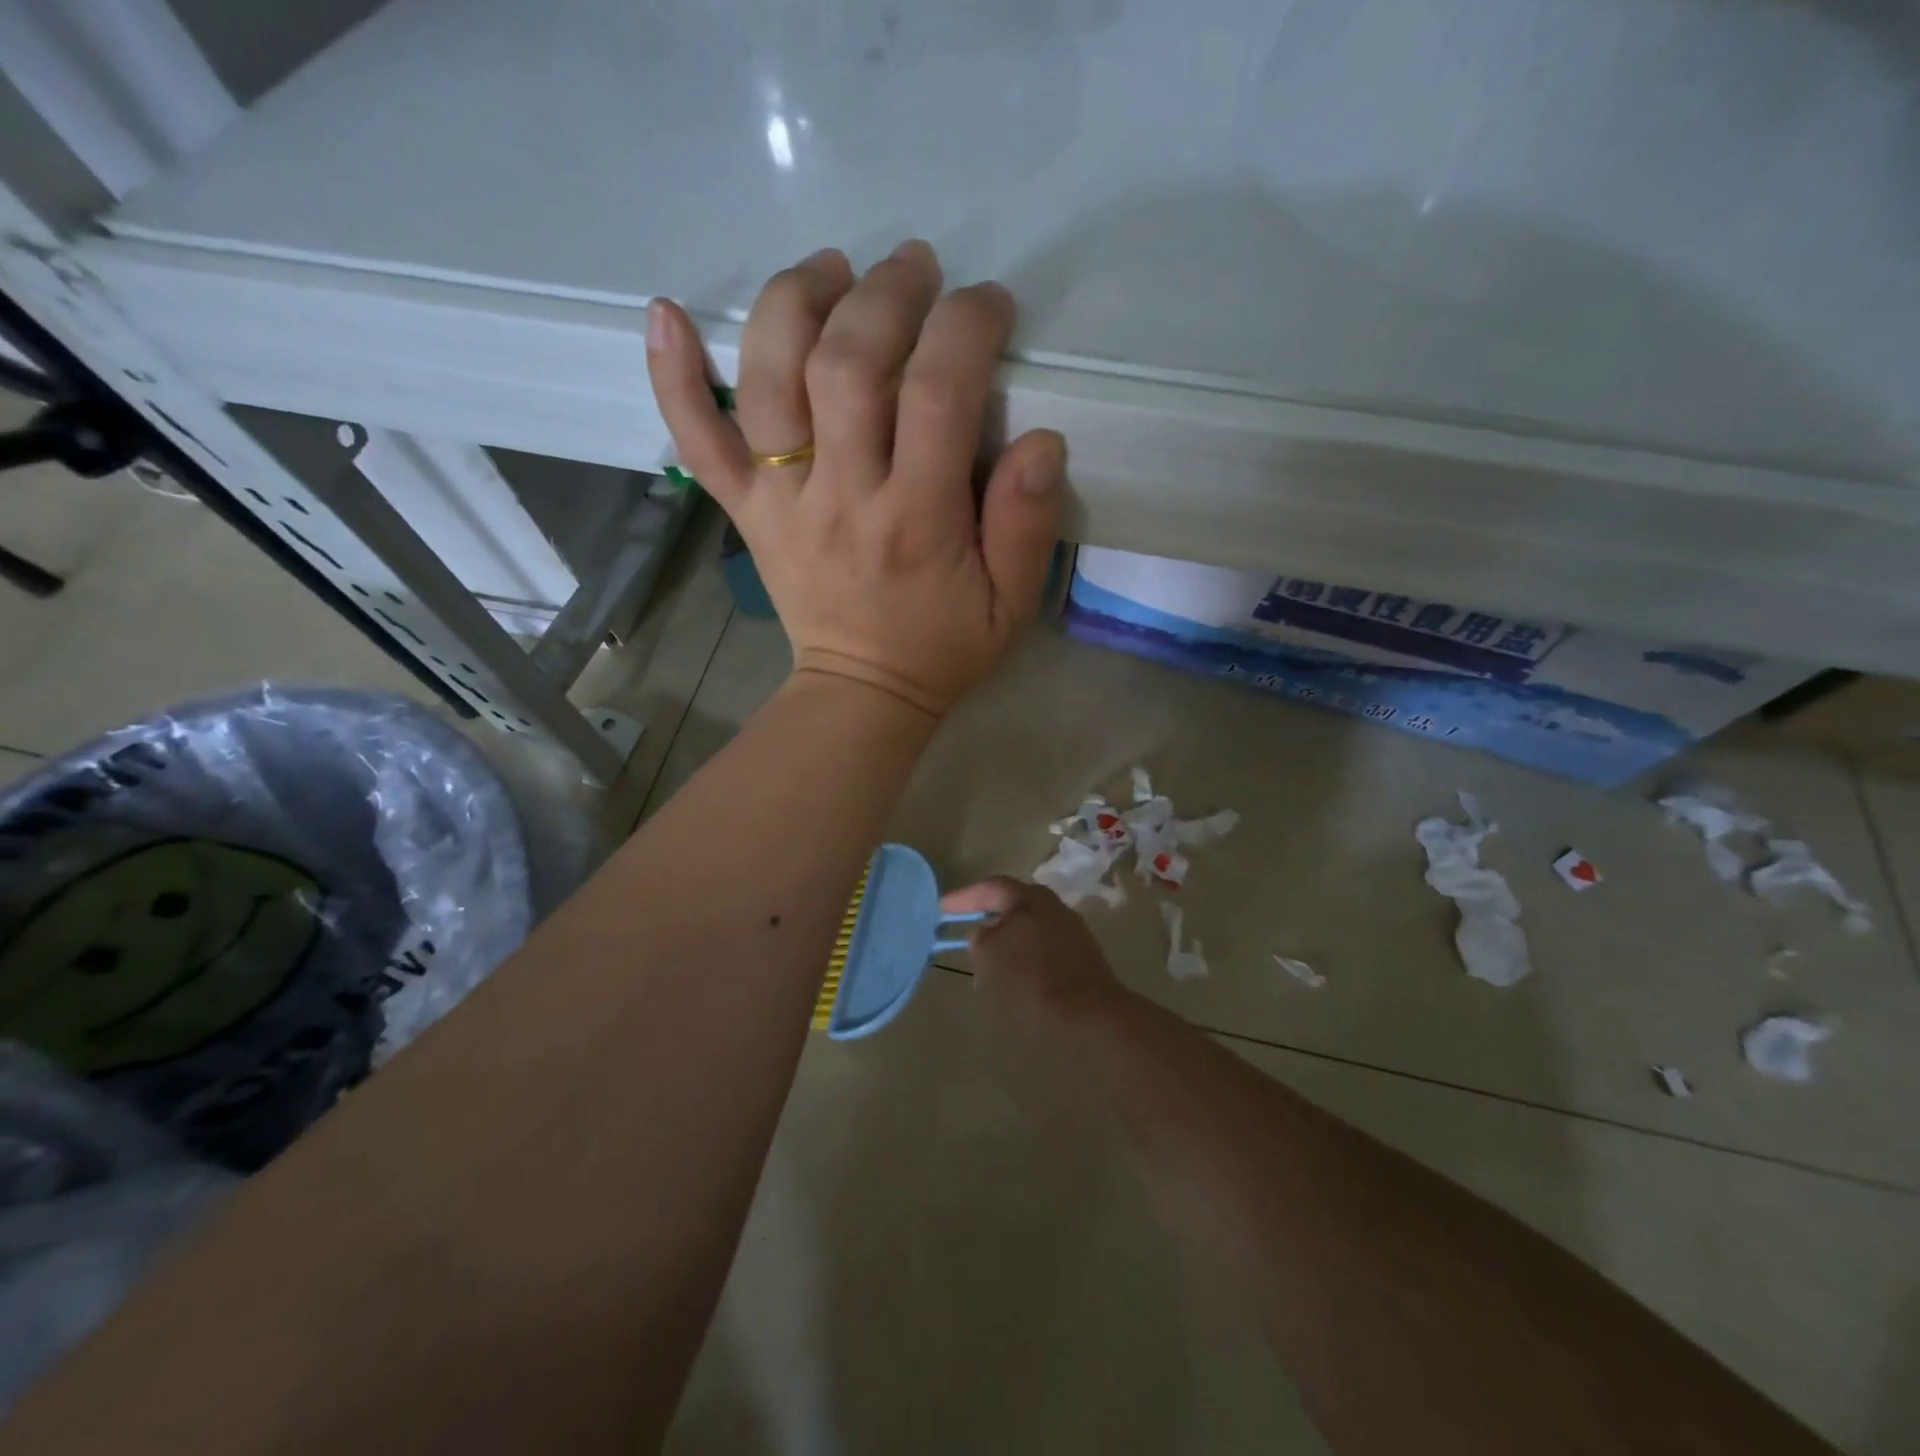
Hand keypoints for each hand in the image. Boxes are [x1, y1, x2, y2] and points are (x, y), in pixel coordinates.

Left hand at [646, 241, 1066, 718]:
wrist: (861, 693)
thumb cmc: (943, 648)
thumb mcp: (1011, 604)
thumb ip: (1028, 525)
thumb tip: (1042, 440)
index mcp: (917, 520)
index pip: (936, 394)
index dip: (964, 326)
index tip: (986, 305)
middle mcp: (842, 497)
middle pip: (846, 365)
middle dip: (883, 294)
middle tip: (913, 267)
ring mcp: (781, 502)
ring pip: (769, 380)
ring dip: (793, 303)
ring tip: (829, 268)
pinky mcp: (746, 511)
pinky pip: (698, 441)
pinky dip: (674, 377)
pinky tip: (667, 313)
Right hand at [940, 877, 1127, 1038]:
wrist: (1088, 1014)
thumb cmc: (1031, 978)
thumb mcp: (990, 956)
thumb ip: (980, 939)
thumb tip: (983, 934)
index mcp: (1031, 898)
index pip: (991, 887)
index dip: (964, 898)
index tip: (941, 909)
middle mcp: (1054, 907)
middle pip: (1014, 906)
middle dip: (988, 918)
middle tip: (965, 930)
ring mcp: (1072, 932)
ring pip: (1029, 929)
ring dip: (1007, 941)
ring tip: (986, 959)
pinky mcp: (1081, 958)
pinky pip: (1043, 950)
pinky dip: (1024, 958)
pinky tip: (1014, 977)